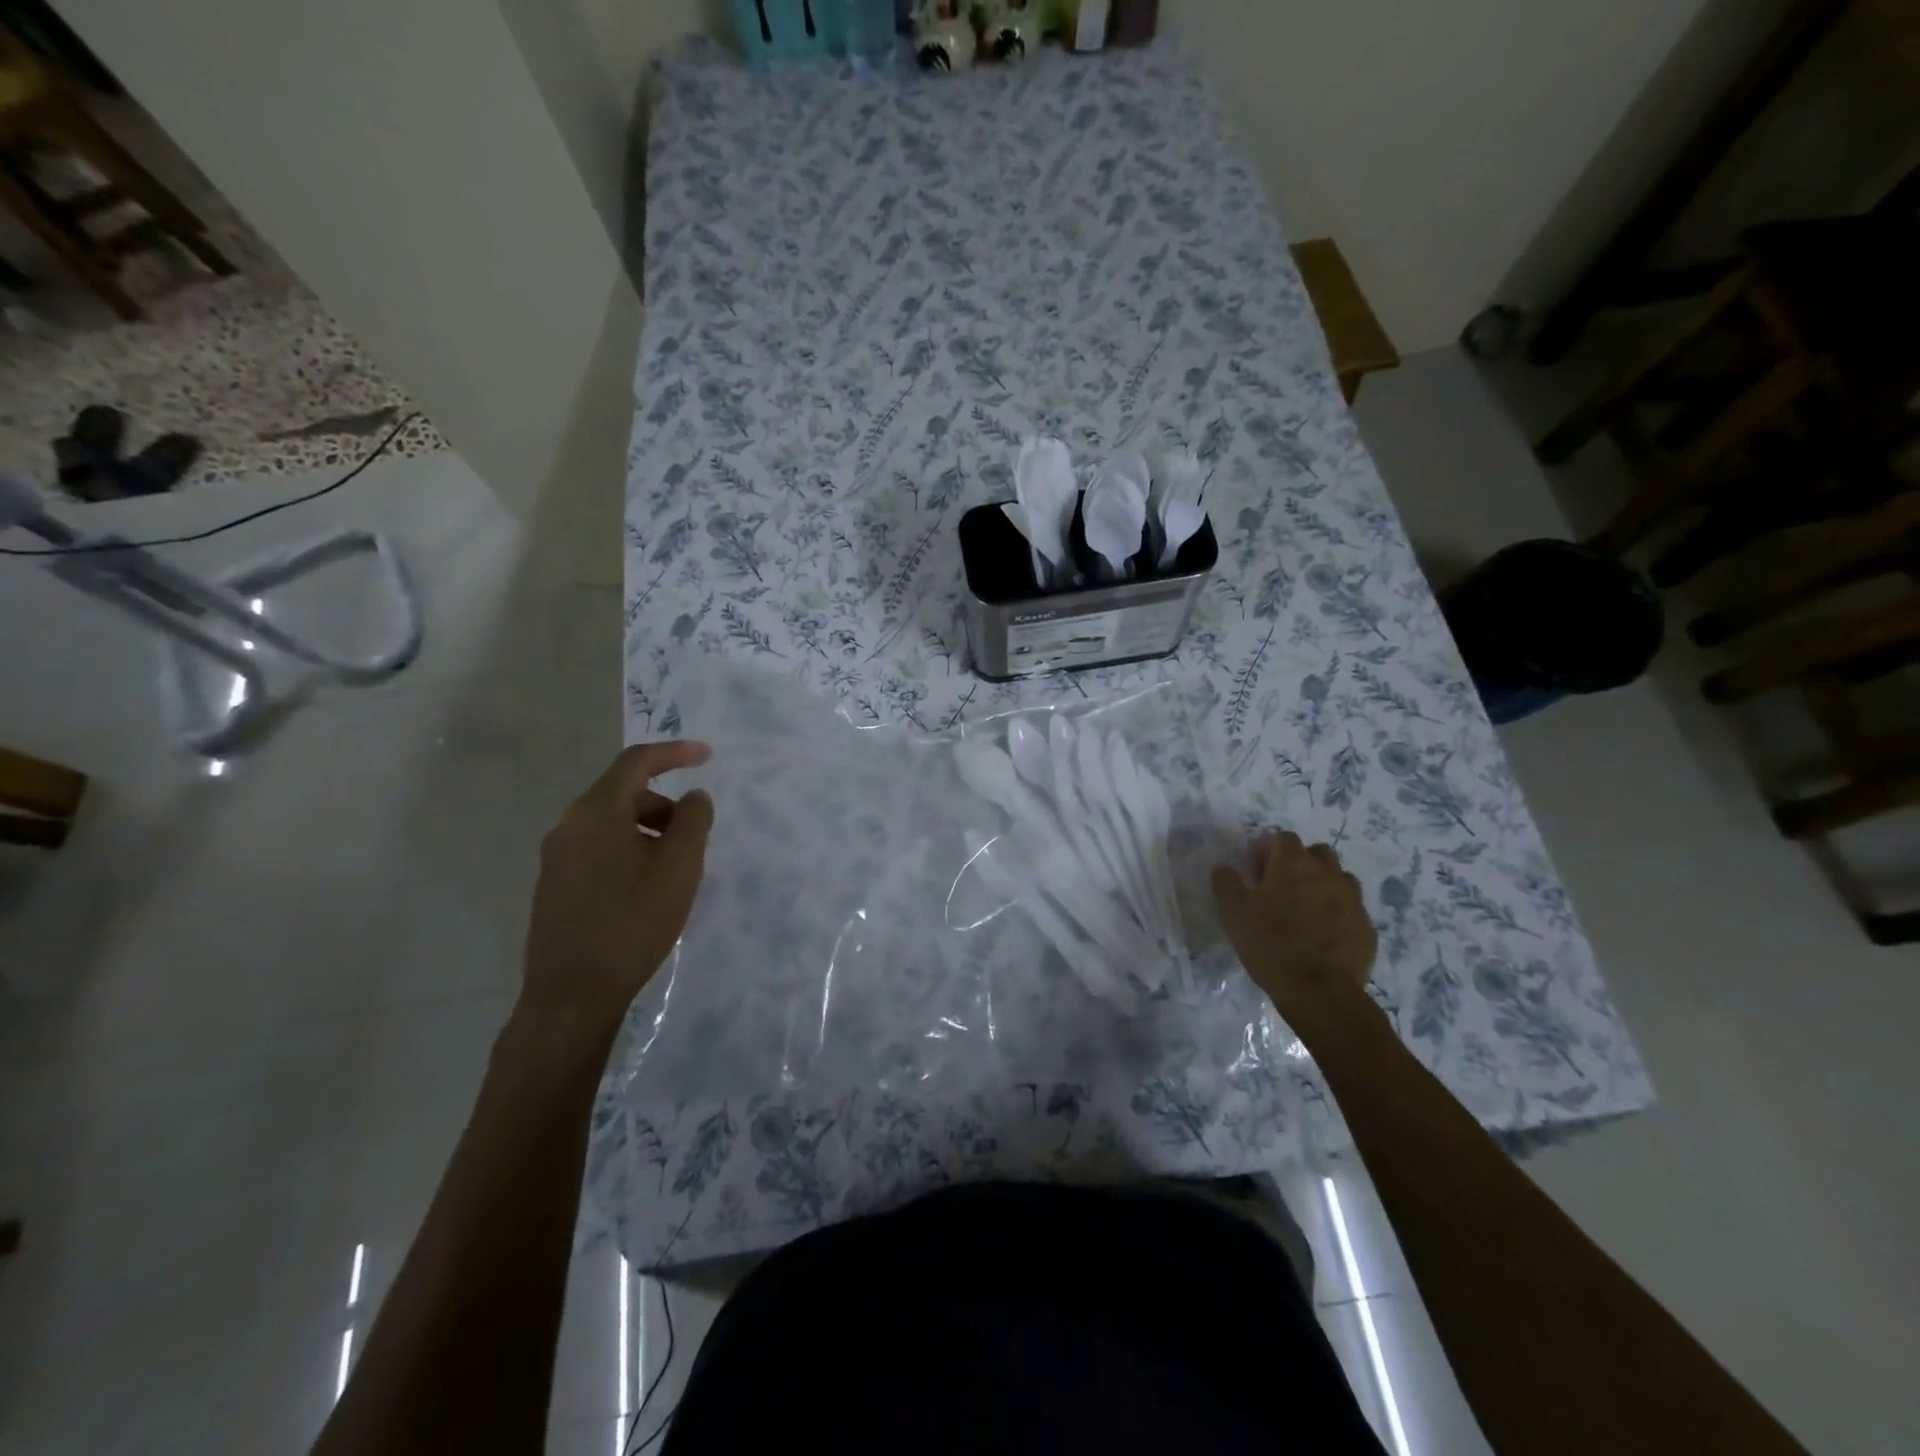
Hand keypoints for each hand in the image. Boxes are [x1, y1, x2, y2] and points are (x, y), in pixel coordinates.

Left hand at [519, 741, 714, 1038]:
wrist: (572, 994)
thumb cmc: (633, 922)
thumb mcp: (679, 867)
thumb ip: (693, 821)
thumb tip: (694, 797)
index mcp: (595, 812)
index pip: (636, 762)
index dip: (675, 753)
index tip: (707, 756)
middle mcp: (568, 826)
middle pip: (623, 794)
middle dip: (665, 805)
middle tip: (695, 836)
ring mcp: (556, 858)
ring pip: (611, 825)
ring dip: (649, 831)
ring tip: (675, 870)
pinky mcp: (554, 886)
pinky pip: (599, 850)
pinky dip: (630, 852)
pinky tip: (646, 891)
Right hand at [1211, 831, 1376, 1020]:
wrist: (1319, 991)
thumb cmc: (1270, 944)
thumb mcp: (1233, 913)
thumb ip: (1226, 883)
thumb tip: (1224, 867)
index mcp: (1293, 864)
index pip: (1283, 838)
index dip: (1267, 848)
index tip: (1255, 869)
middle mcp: (1328, 873)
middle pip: (1317, 853)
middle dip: (1299, 862)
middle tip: (1281, 886)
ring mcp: (1353, 900)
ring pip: (1339, 879)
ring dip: (1323, 885)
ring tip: (1305, 910)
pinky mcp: (1366, 927)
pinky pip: (1351, 909)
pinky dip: (1337, 913)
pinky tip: (1323, 935)